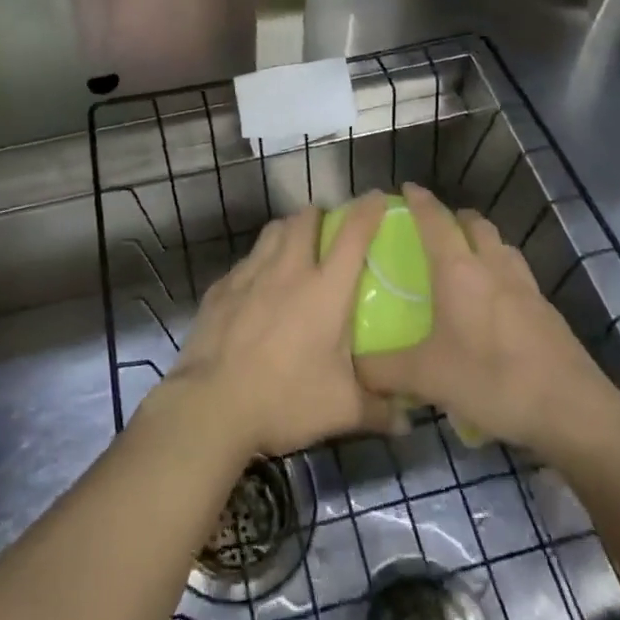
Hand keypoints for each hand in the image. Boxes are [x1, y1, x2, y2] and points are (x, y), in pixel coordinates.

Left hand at [158, 195, 400, 459]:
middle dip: (320, 215)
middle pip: (304, 219)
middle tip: (329, 231)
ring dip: (288, 230)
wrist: (211, 405)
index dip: (368, 210)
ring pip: (272, 231)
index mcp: (324, 289)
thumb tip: (408, 421)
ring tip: (295, 248)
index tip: (377, 198)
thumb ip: (379, 410)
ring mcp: (249, 274)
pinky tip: (258, 287)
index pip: (352, 235)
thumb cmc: (285, 399)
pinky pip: (246, 261)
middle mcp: (288, 270)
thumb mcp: (341, 410)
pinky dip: (258, 263)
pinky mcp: (221, 288)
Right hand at [356, 184, 619, 464]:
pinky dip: (502, 274)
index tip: (406, 188)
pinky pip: (518, 275)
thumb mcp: (428, 378)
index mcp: (458, 270)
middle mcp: (492, 267)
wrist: (572, 409)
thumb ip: (384, 370)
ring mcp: (525, 287)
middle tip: (436, 230)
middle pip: (474, 223)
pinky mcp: (547, 311)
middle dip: (454, 218)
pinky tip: (496, 305)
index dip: (419, 200)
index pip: (434, 220)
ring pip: (501, 246)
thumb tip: (355, 368)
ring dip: (482, 242)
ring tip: (467, 262)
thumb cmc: (492, 379)